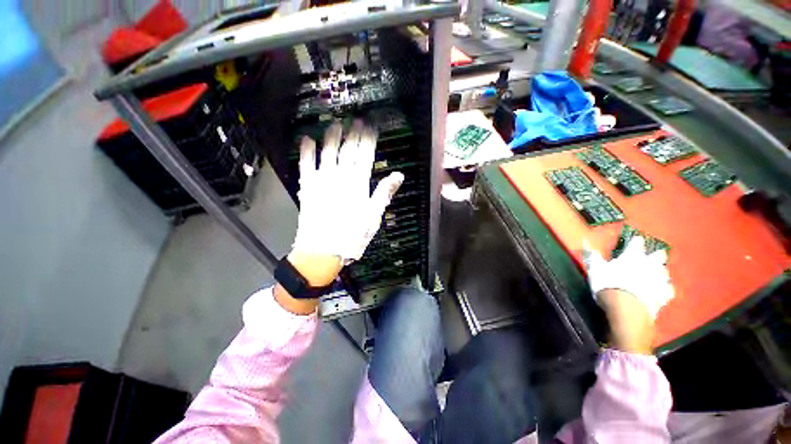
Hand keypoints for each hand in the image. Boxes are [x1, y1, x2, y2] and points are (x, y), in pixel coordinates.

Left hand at [275, 121, 402, 314]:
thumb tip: (398, 175)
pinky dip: (306, 151)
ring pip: (327, 152)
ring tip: (335, 123)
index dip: (368, 140)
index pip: (365, 156)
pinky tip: (307, 139)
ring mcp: (322, 180)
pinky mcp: (307, 187)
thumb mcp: (373, 217)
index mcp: (358, 185)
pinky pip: (306, 165)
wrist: (322, 251)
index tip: (370, 127)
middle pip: (348, 150)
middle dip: (353, 133)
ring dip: (331, 136)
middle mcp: (340, 177)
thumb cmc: (351, 236)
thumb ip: (384, 193)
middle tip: (355, 119)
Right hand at [582, 236, 674, 353]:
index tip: (635, 239)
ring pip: (664, 272)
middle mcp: (649, 265)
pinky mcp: (663, 296)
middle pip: (658, 256)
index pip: (636, 244)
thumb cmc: (609, 284)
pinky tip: (661, 290)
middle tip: (653, 255)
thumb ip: (593, 255)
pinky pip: (667, 289)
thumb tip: (585, 240)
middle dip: (656, 254)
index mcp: (632, 256)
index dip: (635, 241)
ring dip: (661, 271)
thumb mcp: (595, 268)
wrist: (628, 309)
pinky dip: (664, 288)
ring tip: (657, 273)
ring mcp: (659, 280)